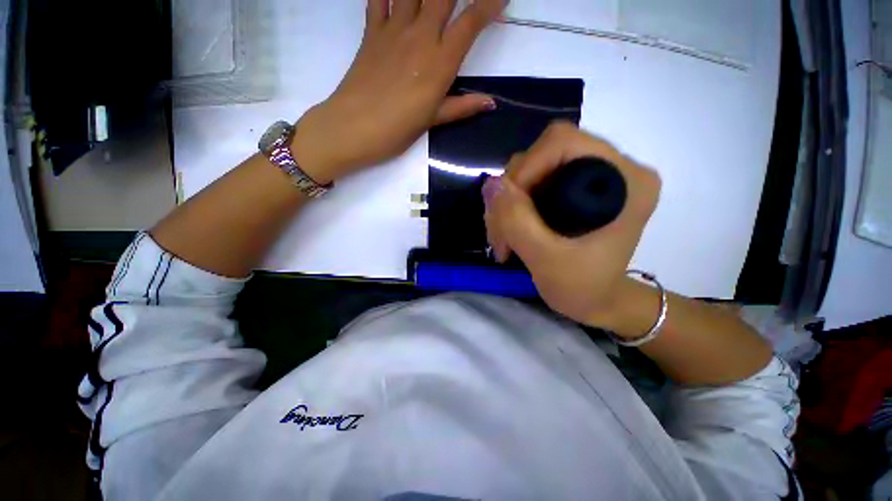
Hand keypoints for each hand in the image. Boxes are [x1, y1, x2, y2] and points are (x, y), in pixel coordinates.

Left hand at [291, 0, 506, 183]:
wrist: (354, 127)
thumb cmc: (397, 129)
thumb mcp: (433, 120)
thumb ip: (462, 107)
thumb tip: (491, 103)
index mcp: (439, 63)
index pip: (470, 23)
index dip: (488, 5)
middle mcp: (420, 37)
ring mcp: (393, 30)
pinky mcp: (371, 31)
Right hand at [483, 122, 661, 327]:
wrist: (599, 301)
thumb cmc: (584, 289)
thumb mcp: (547, 260)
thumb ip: (518, 221)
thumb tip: (491, 184)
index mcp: (627, 181)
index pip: (563, 143)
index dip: (525, 169)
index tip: (506, 210)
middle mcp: (615, 167)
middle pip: (544, 153)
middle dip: (512, 192)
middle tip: (500, 233)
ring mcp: (594, 175)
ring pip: (533, 169)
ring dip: (509, 202)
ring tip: (503, 239)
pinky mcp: (578, 187)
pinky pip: (534, 182)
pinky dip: (514, 205)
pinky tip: (509, 230)